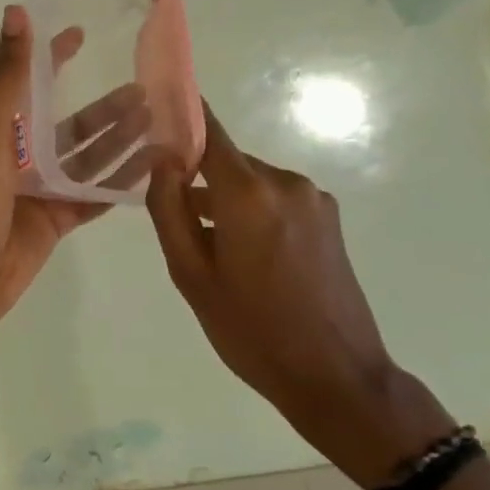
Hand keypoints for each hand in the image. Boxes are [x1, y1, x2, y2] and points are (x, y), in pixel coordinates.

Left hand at [0, 6, 136, 335]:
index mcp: (2, 130)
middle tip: (148, 90)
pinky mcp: (56, 220)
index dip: (53, 57)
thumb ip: (8, 75)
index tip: (83, 33)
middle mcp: (22, 156)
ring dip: (120, 141)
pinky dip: (121, 184)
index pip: (31, 84)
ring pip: (88, 159)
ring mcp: (41, 190)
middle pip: (72, 126)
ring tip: (158, 123)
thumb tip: (16, 11)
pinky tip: (153, 170)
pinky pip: (94, 196)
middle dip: (106, 108)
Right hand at [145, 105, 454, 485]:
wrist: (336, 376)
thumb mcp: (190, 273)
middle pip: (227, 161)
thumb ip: (168, 208)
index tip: (153, 113)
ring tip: (209, 249)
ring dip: (225, 200)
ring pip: (250, 182)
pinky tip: (244, 256)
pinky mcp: (329, 219)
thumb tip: (158, 157)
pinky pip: (274, 199)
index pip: (209, 130)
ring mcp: (314, 199)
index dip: (180, 116)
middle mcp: (285, 182)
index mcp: (249, 192)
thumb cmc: (250, 328)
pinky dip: (251, 212)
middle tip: (172, 217)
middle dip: (197, 177)